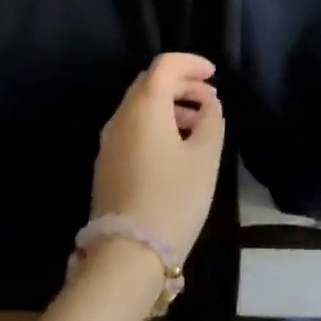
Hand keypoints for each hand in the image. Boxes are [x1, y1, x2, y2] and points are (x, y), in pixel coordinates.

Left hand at [91, 53, 224, 262]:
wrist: (127, 256)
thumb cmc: (173, 199)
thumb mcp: (205, 157)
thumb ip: (212, 121)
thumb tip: (209, 104)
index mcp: (144, 107)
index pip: (165, 65)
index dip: (191, 63)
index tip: (214, 74)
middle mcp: (121, 117)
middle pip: (150, 83)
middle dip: (181, 83)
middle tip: (209, 99)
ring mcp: (109, 143)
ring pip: (140, 107)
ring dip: (170, 105)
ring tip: (199, 125)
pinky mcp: (106, 166)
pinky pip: (133, 128)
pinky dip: (157, 124)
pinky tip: (177, 147)